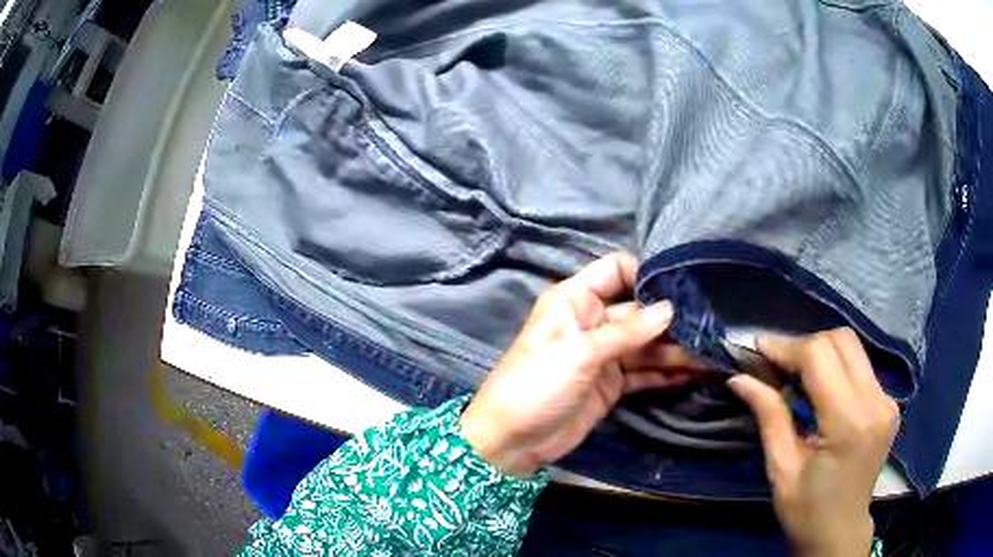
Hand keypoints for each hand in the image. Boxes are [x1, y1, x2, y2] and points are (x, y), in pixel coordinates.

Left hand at [460, 252, 696, 476]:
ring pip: (647, 345)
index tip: (681, 288)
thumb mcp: (580, 353)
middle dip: (672, 319)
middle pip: (639, 311)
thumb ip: (627, 331)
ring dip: (676, 350)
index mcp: (576, 300)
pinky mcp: (611, 384)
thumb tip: (669, 309)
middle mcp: (593, 322)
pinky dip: (666, 373)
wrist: (513, 440)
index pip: (616, 270)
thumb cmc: (537, 384)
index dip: (646, 275)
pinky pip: (644, 372)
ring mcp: (604, 355)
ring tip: (711, 354)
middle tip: (711, 326)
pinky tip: (694, 373)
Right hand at [728, 329, 899, 556]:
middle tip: (777, 365)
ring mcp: (887, 400)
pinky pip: (861, 366)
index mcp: (848, 423)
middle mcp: (875, 402)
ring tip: (796, 374)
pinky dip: (836, 366)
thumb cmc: (806, 511)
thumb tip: (740, 378)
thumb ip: (769, 416)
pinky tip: (820, 388)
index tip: (758, 349)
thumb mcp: (781, 469)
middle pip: (841, 340)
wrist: (840, 532)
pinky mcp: (889, 403)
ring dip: (821, 351)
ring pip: (853, 347)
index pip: (819, 357)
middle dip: (805, 345)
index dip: (787, 347)